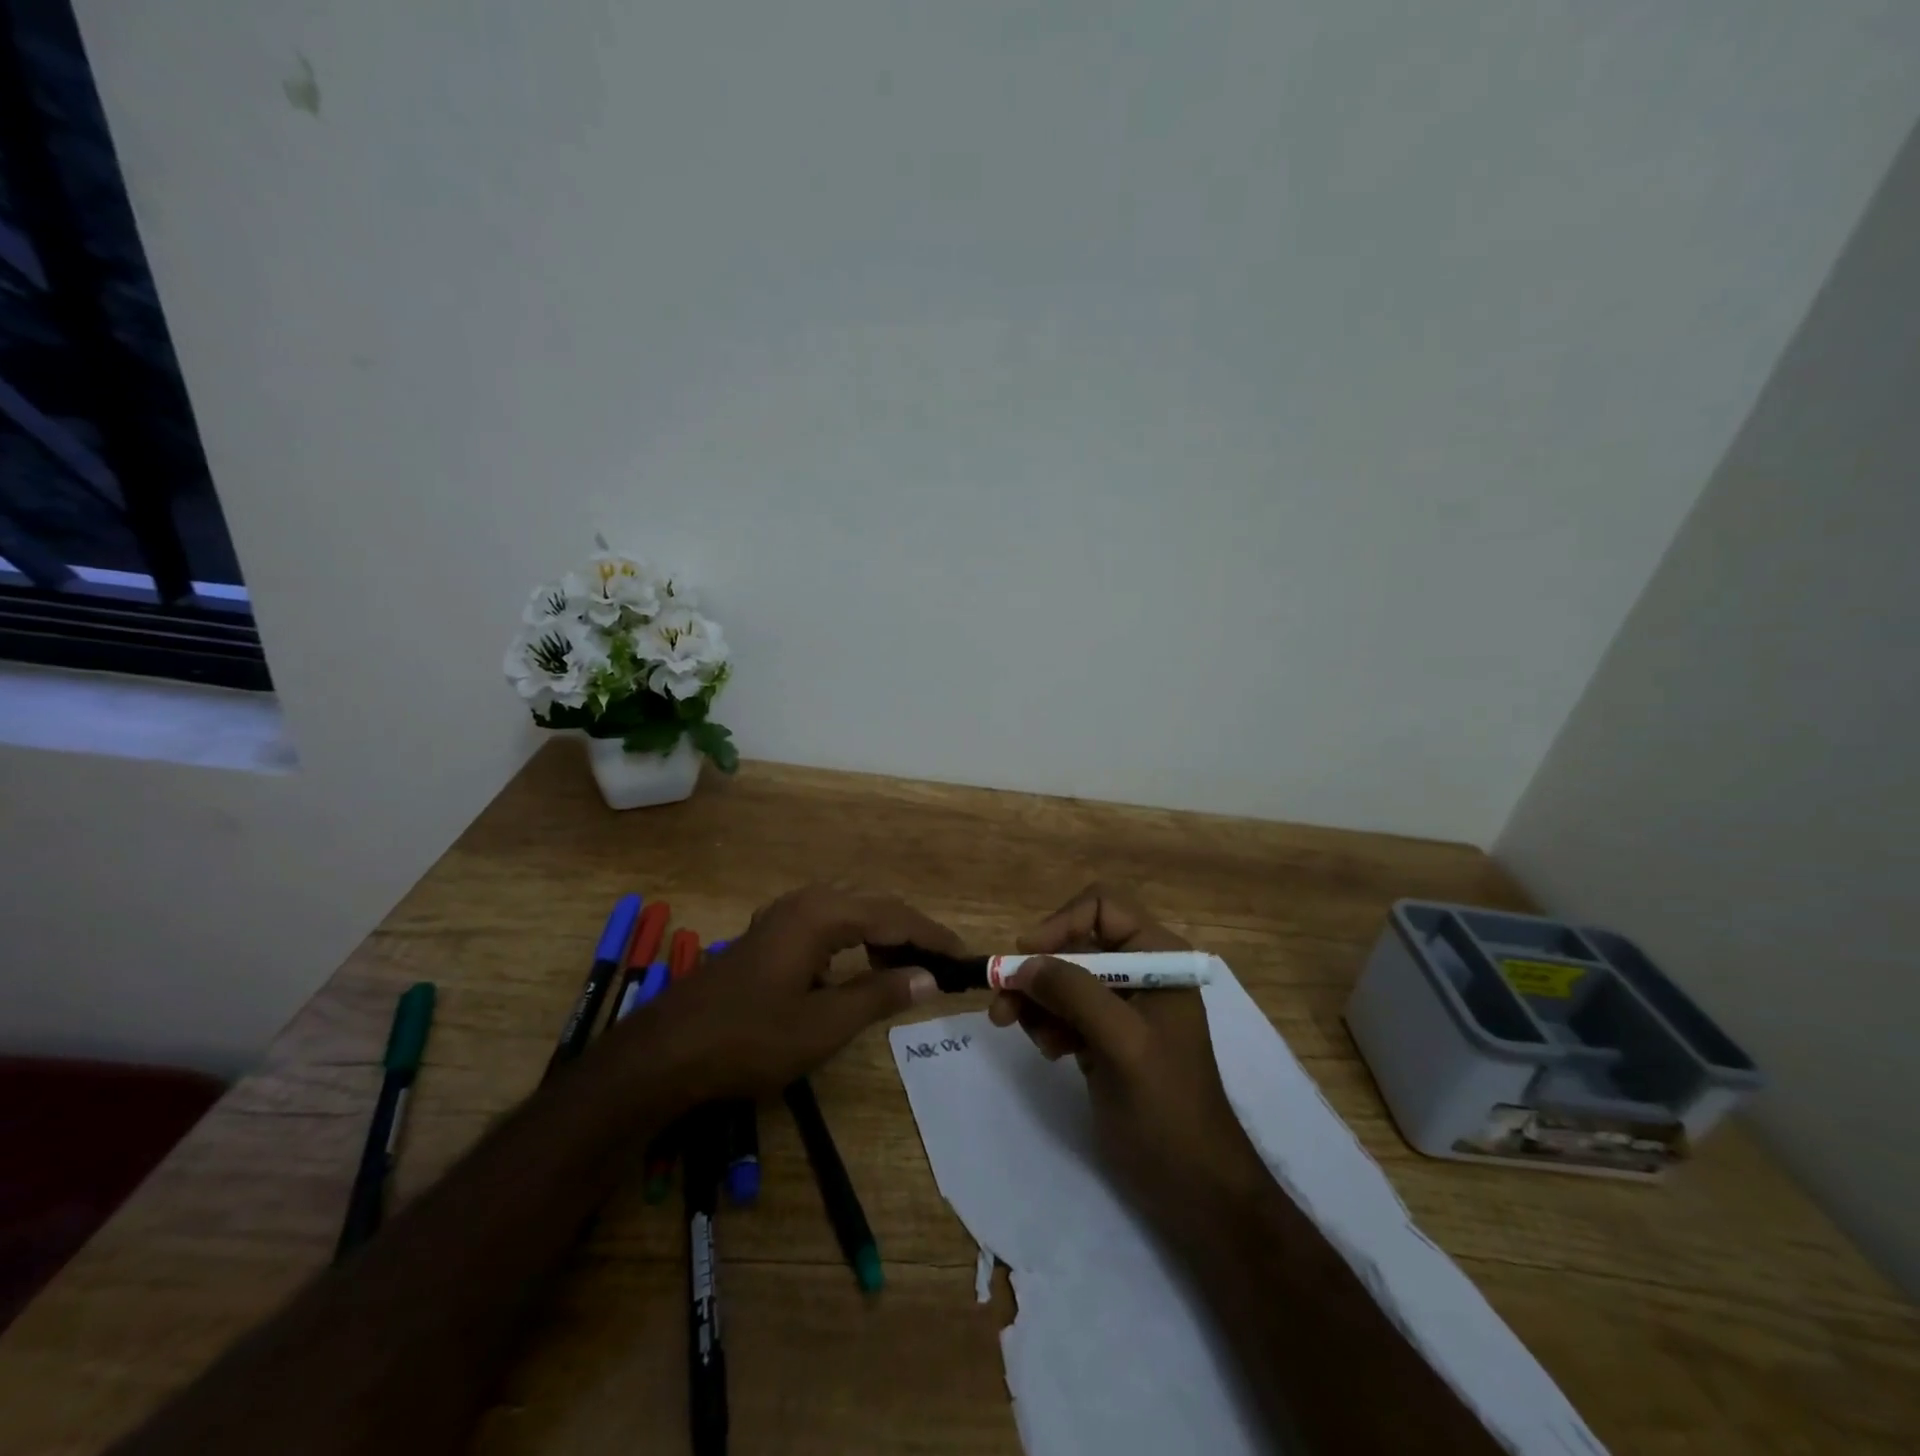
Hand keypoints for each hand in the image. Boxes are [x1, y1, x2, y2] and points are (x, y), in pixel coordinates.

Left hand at [614, 885, 955, 1100]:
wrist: (667, 1052)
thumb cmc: (749, 1039)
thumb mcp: (823, 1025)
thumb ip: (879, 996)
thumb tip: (928, 978)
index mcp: (822, 915)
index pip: (895, 917)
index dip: (933, 937)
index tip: (965, 958)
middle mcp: (805, 902)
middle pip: (875, 906)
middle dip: (911, 934)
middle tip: (941, 966)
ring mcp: (783, 916)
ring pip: (850, 913)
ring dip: (883, 936)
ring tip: (907, 969)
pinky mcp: (770, 934)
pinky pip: (828, 924)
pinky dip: (855, 941)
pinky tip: (858, 969)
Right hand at [988, 884, 1264, 1242]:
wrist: (1195, 1188)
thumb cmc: (1167, 1107)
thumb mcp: (1122, 1042)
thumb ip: (1074, 993)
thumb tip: (1023, 962)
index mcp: (1159, 958)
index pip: (1102, 908)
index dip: (1061, 923)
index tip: (1027, 957)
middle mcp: (1140, 973)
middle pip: (1075, 945)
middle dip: (1038, 973)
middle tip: (1002, 1006)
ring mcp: (1123, 1008)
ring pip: (1063, 980)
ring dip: (1037, 1002)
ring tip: (1023, 1034)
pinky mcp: (1106, 1039)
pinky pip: (1064, 1012)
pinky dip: (1048, 1025)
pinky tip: (1050, 1052)